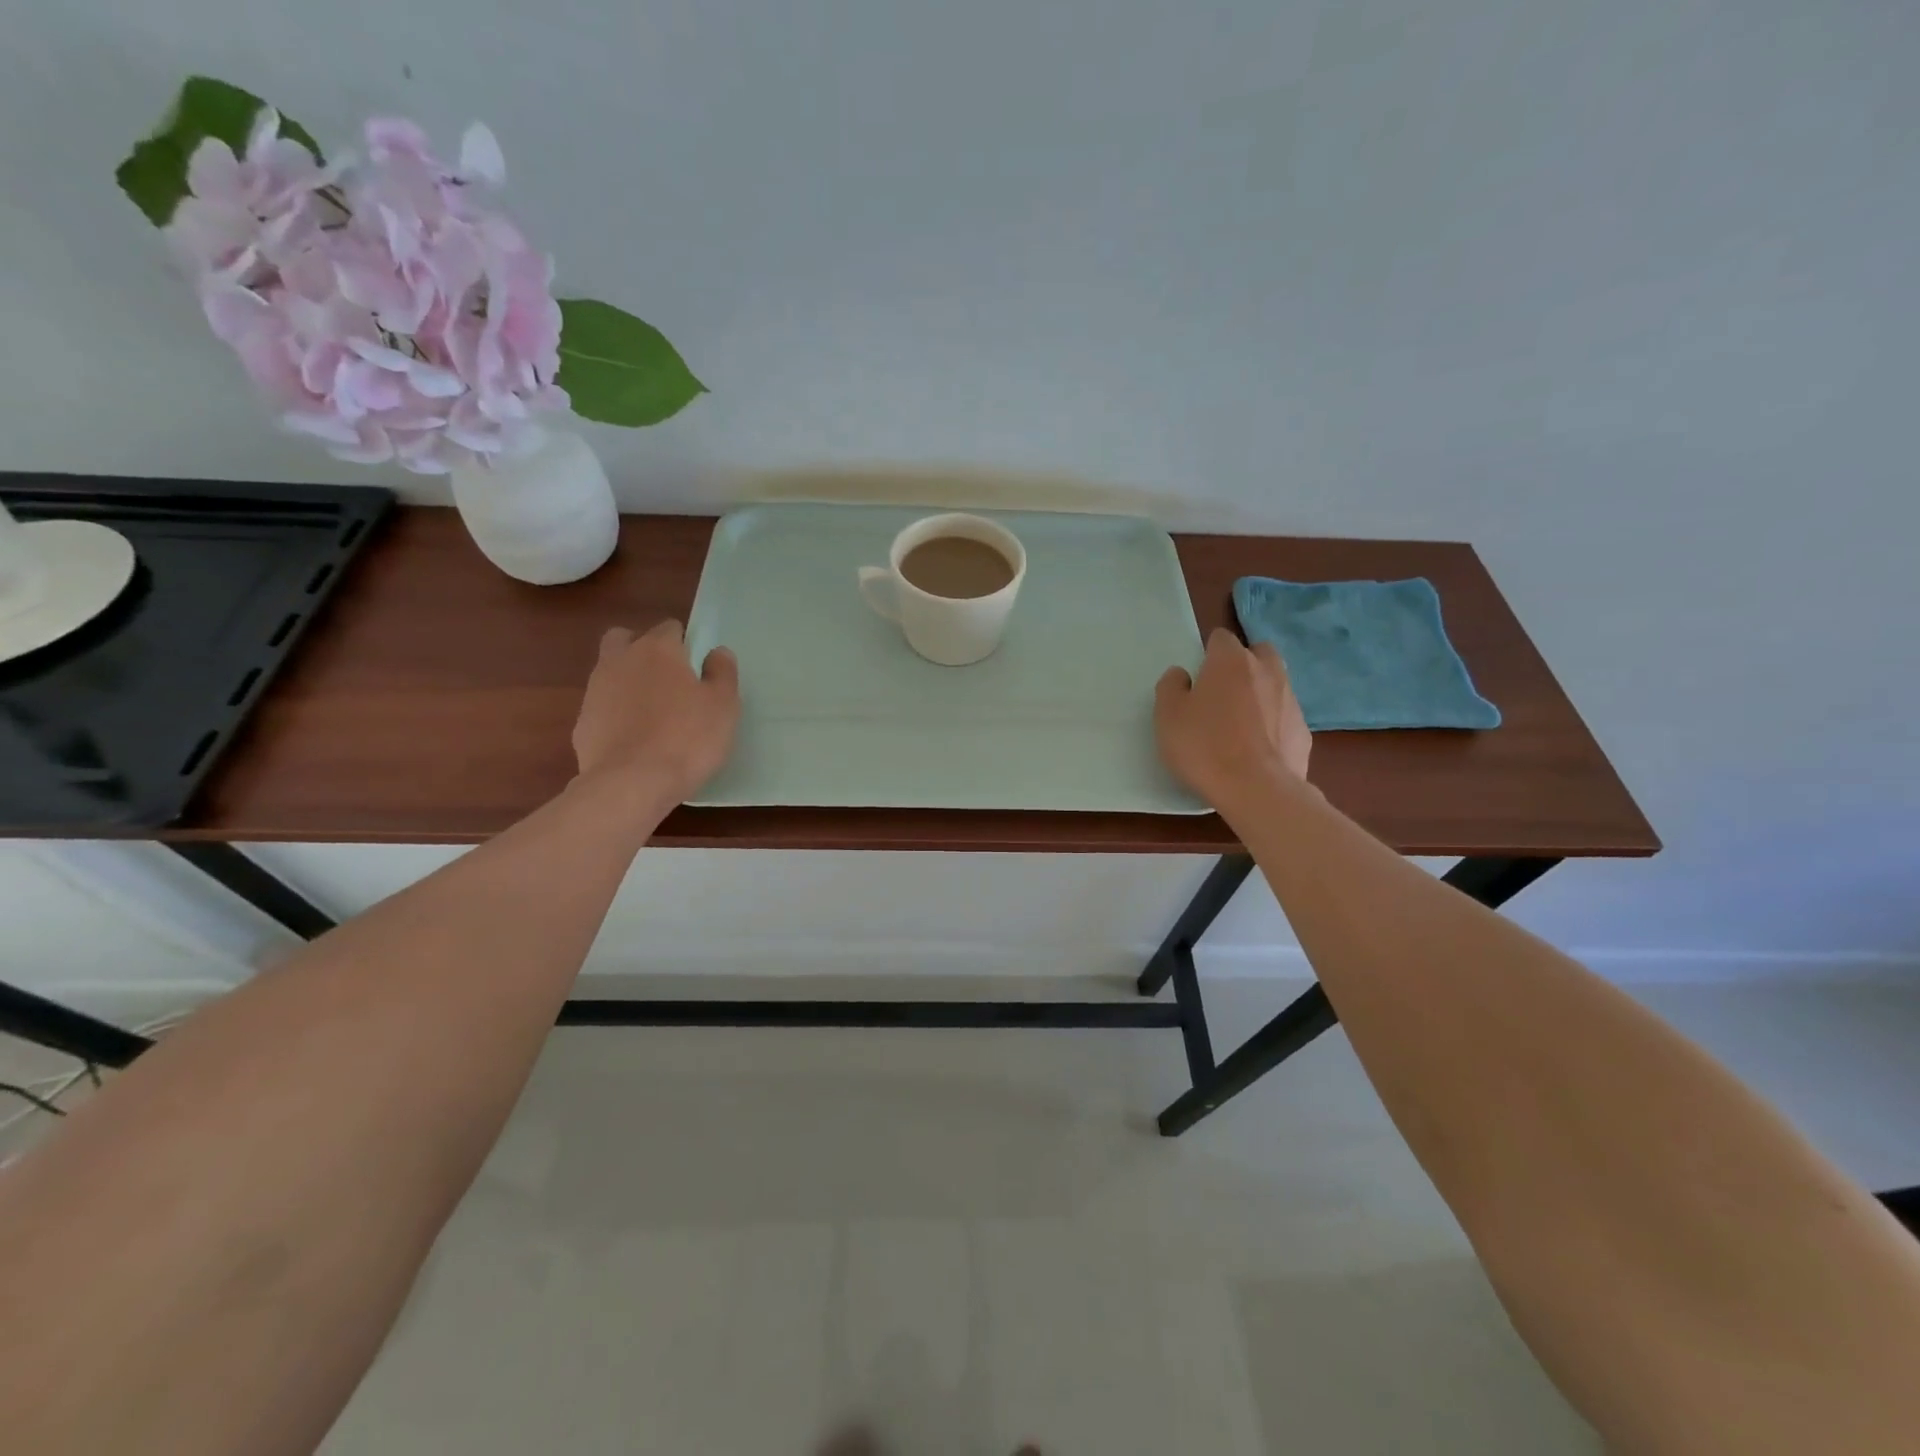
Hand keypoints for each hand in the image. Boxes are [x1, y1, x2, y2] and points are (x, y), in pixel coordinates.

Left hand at [572, 620, 739, 811]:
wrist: (632, 783)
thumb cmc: (687, 738)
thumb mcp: (723, 705)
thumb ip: (722, 673)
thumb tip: (717, 652)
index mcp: (657, 650)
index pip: (669, 627)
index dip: (685, 643)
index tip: (697, 668)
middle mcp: (620, 661)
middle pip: (624, 638)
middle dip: (642, 648)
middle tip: (666, 678)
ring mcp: (595, 692)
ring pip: (610, 672)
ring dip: (627, 682)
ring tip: (653, 714)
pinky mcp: (582, 723)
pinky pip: (602, 708)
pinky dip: (616, 716)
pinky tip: (635, 740)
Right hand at [1155, 628, 1311, 807]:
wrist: (1257, 790)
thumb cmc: (1204, 746)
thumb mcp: (1167, 716)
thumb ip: (1171, 687)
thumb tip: (1182, 675)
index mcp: (1230, 661)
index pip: (1221, 638)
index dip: (1208, 654)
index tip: (1198, 677)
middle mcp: (1266, 671)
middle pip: (1258, 652)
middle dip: (1243, 664)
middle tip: (1223, 692)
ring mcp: (1291, 700)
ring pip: (1275, 684)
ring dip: (1260, 694)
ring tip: (1240, 725)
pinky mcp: (1304, 730)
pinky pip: (1284, 716)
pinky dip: (1272, 724)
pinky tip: (1257, 749)